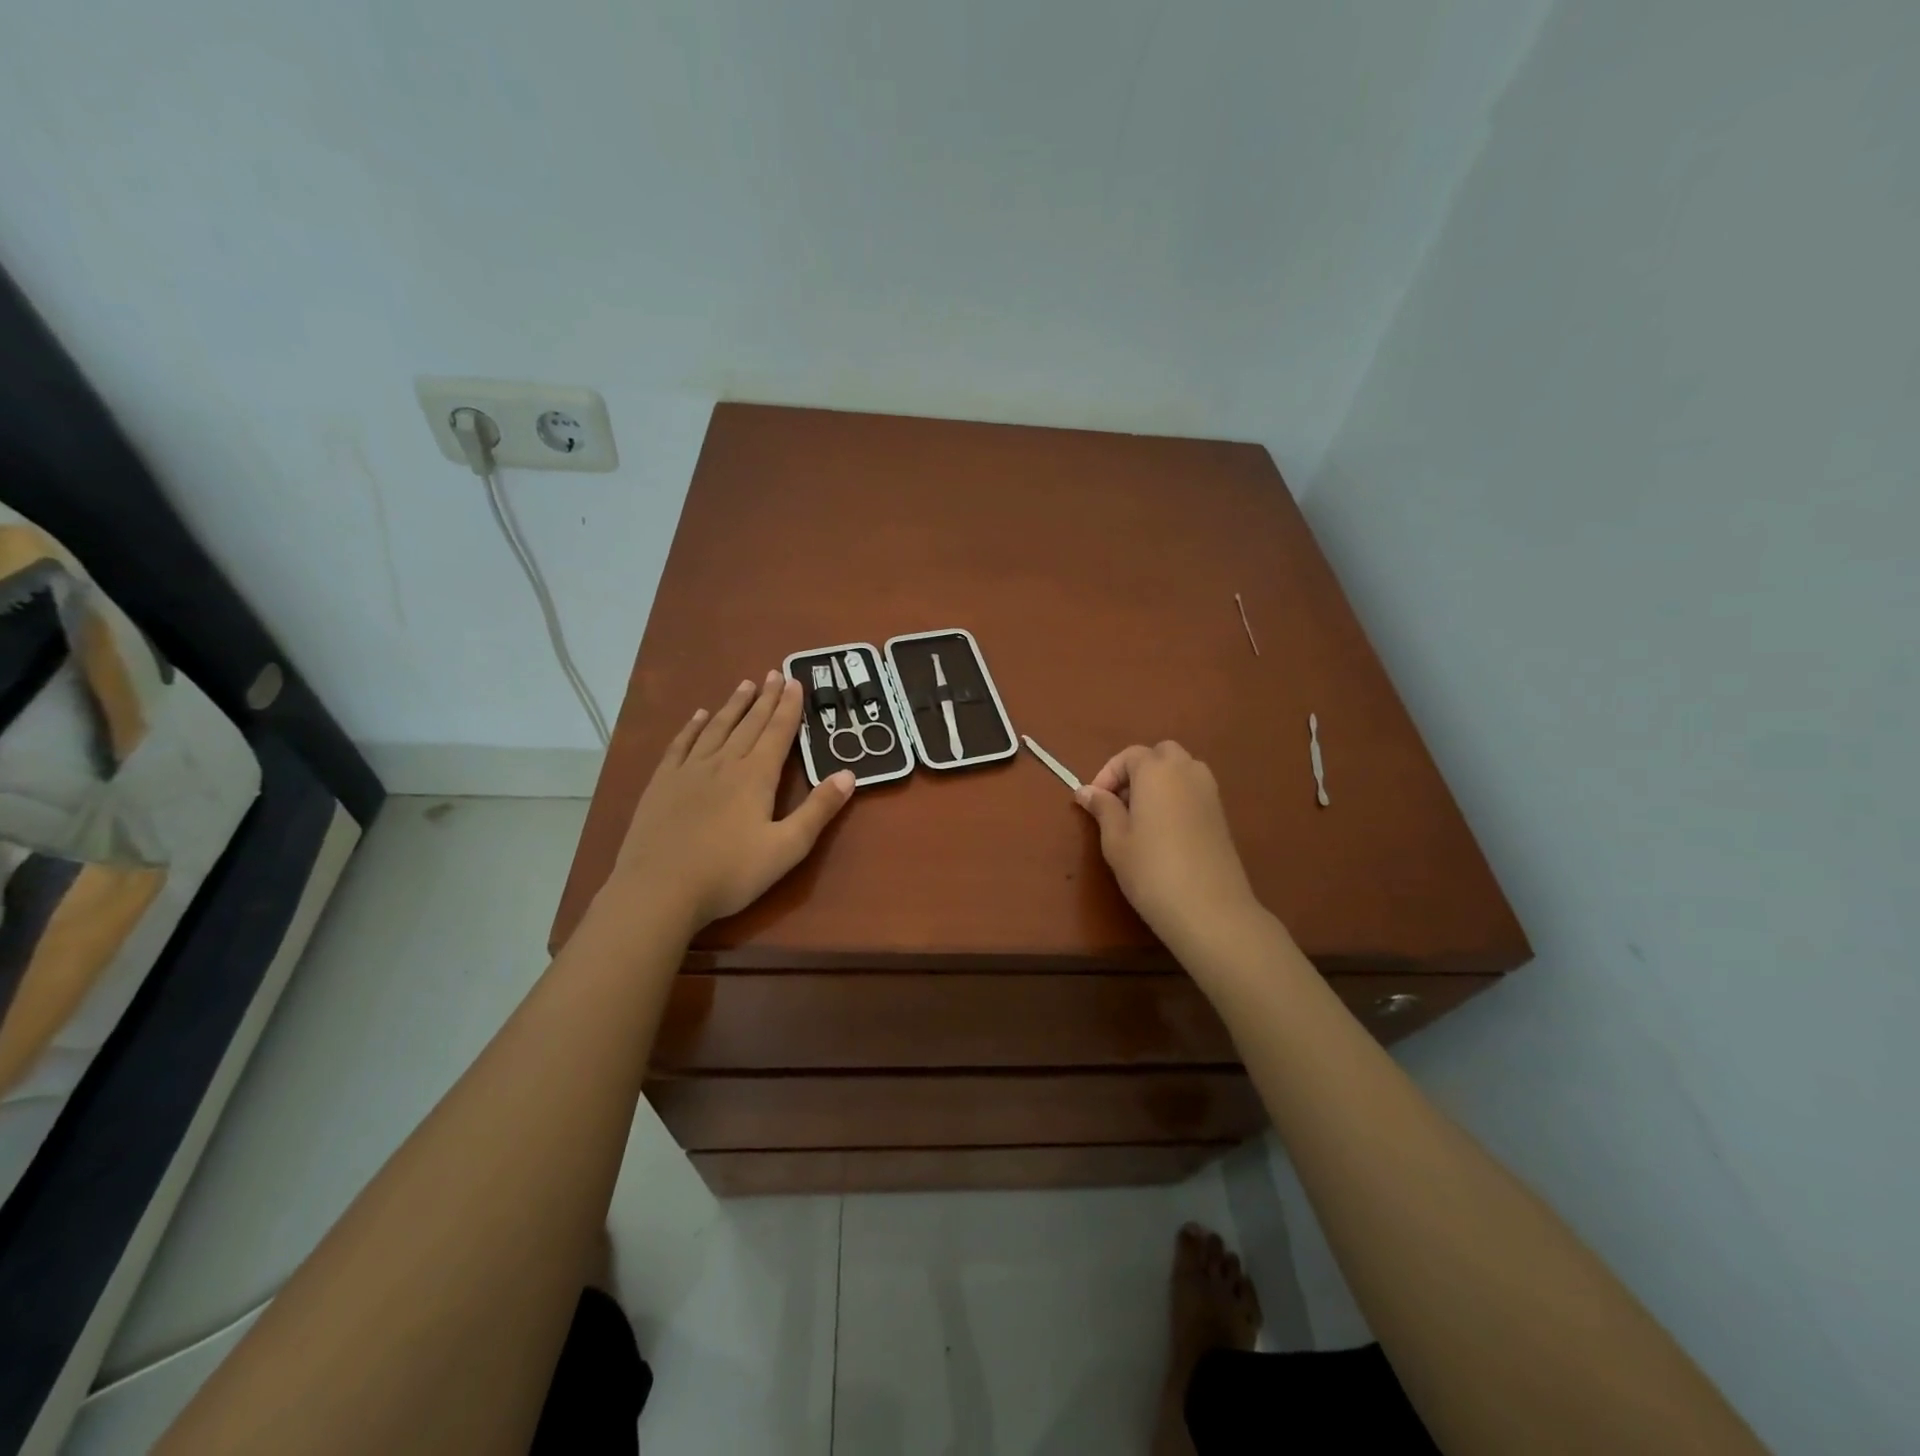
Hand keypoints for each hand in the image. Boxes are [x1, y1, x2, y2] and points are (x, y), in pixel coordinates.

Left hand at [605, 671, 854, 931]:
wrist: (659, 889)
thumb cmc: (730, 873)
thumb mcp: (787, 848)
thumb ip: (818, 810)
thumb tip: (848, 774)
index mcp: (756, 776)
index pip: (778, 732)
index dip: (789, 707)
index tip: (796, 681)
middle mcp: (724, 763)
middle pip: (749, 723)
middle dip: (766, 698)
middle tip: (775, 673)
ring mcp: (689, 770)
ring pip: (716, 728)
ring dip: (733, 705)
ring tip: (745, 685)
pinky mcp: (662, 783)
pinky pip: (681, 745)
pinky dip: (692, 727)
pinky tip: (698, 716)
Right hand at [1075, 742, 1266, 958]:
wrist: (1209, 908)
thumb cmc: (1151, 870)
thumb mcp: (1115, 840)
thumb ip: (1103, 808)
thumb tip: (1086, 791)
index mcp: (1157, 770)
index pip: (1129, 755)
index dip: (1108, 774)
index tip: (1094, 802)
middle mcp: (1187, 770)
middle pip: (1160, 754)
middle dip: (1137, 771)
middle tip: (1120, 803)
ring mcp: (1209, 791)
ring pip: (1181, 770)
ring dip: (1159, 782)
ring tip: (1140, 816)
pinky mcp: (1221, 814)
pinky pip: (1194, 790)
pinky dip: (1176, 797)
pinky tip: (1164, 831)